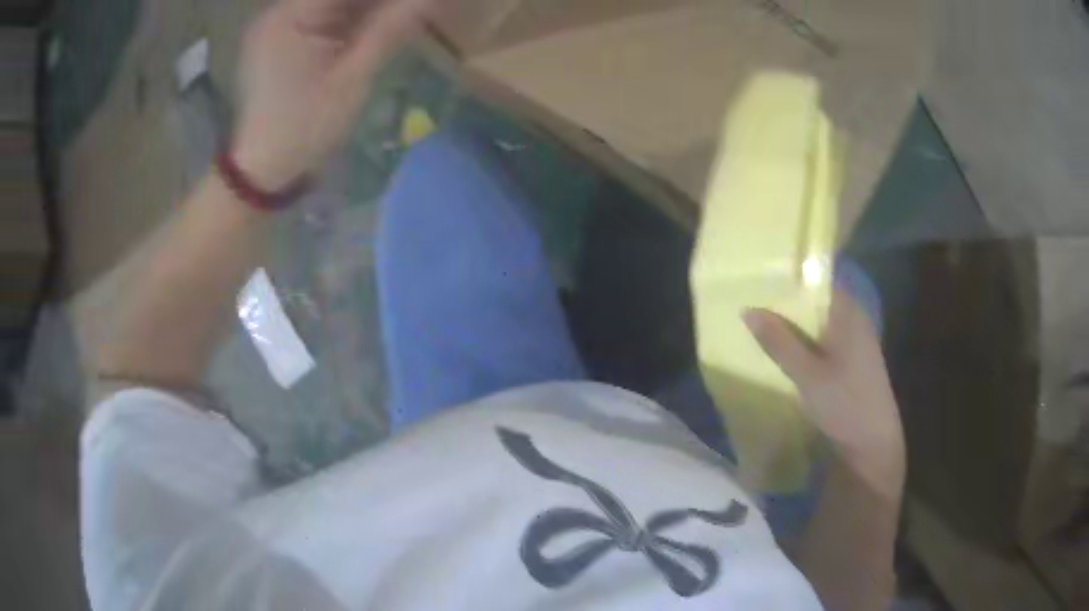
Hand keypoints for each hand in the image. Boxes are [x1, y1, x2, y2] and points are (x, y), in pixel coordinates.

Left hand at [233, 0, 434, 189]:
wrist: (265, 169)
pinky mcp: (285, 39)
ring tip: (401, 17)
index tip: (415, 4)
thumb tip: (431, 0)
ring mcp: (280, 25)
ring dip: (369, 8)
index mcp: (290, 17)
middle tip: (412, 10)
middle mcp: (280, 12)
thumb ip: (391, 30)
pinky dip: (353, 17)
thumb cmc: (306, 128)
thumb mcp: (352, 79)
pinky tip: (380, 24)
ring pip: (334, 3)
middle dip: (378, 2)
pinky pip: (325, 16)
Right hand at [744, 287, 904, 498]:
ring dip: (793, 322)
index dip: (791, 275)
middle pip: (817, 299)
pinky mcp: (851, 360)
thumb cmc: (844, 404)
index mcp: (848, 312)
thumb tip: (748, 309)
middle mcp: (854, 319)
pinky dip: (804, 339)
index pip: (818, 278)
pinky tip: (784, 348)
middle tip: (752, 298)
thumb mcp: (807, 375)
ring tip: (761, 320)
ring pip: (818, 321)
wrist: (873, 444)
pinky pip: (823, 338)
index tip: (761, 275)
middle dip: (787, 300)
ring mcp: (854, 340)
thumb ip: (779, 342)